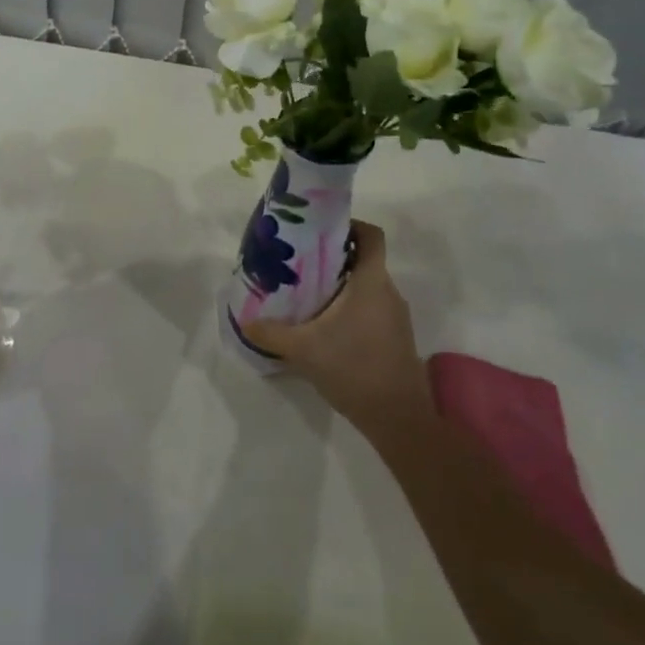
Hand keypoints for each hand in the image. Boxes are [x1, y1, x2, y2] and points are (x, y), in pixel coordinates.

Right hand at [242, 222, 431, 436]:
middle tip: (301, 264)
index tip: (321, 232)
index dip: (350, 225)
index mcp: (371, 282)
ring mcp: (396, 317)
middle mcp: (388, 292)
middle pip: (364, 260)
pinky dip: (351, 308)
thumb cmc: (354, 369)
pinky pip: (372, 309)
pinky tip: (326, 328)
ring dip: (342, 286)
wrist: (399, 419)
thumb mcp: (303, 350)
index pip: (371, 235)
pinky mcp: (396, 338)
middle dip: (334, 258)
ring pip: (367, 287)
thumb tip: (246, 321)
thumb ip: (271, 333)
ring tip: (308, 295)